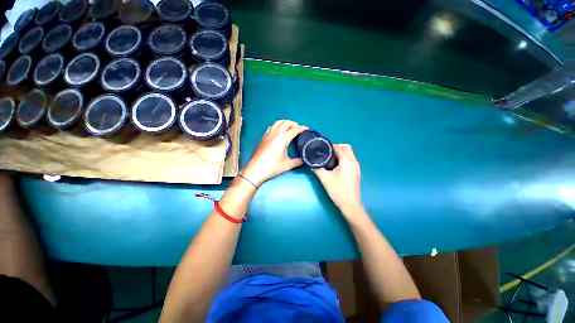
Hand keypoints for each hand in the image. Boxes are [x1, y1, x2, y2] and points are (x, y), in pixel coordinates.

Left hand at [241, 120, 307, 185]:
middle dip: (294, 124)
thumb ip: (298, 161)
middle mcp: (275, 134)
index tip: (308, 129)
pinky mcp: (263, 138)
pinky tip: (279, 132)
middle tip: (299, 129)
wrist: (255, 170)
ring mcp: (268, 135)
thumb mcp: (287, 165)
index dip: (302, 128)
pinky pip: (271, 127)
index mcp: (282, 139)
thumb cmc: (272, 167)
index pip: (294, 130)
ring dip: (285, 123)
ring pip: (278, 123)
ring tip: (290, 128)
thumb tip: (305, 159)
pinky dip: (277, 126)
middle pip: (286, 123)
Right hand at [313, 144, 362, 215]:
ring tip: (330, 158)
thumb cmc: (338, 191)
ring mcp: (356, 166)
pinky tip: (335, 164)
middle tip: (327, 152)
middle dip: (337, 147)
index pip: (339, 148)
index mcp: (347, 162)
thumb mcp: (325, 179)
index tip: (322, 149)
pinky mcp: (356, 171)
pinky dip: (343, 157)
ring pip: (349, 153)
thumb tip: (311, 163)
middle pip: (347, 147)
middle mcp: (354, 162)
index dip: (330, 147)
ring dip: (340, 152)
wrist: (350, 204)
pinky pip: (350, 159)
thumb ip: (317, 169)